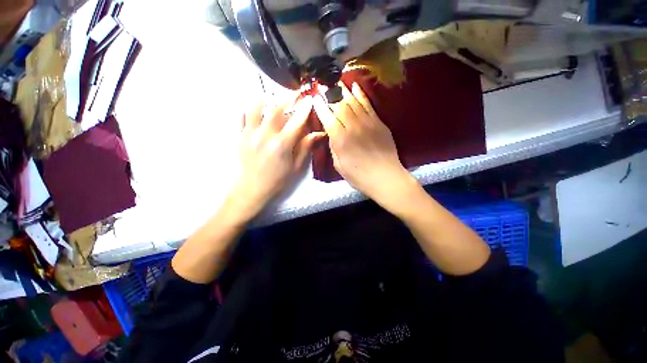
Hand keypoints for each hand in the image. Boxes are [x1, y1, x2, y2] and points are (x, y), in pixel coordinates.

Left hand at [229, 94, 324, 220]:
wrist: (253, 188)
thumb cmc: (278, 180)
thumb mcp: (296, 167)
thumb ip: (306, 147)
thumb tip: (318, 133)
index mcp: (282, 145)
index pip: (296, 121)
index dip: (305, 108)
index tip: (310, 99)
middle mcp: (265, 135)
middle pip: (276, 108)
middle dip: (287, 98)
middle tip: (294, 95)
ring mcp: (250, 134)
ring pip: (256, 107)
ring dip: (267, 100)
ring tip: (274, 100)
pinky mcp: (240, 136)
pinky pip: (242, 116)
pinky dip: (250, 110)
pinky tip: (258, 112)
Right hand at [313, 82, 417, 208]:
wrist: (385, 177)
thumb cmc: (359, 176)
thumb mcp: (339, 166)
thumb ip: (333, 147)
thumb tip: (331, 133)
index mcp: (340, 139)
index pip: (327, 117)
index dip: (320, 106)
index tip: (314, 97)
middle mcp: (352, 127)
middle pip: (338, 105)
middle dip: (329, 94)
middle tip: (323, 85)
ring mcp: (367, 122)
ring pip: (352, 102)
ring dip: (343, 90)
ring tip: (336, 82)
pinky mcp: (378, 122)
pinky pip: (368, 104)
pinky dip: (360, 94)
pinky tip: (355, 86)